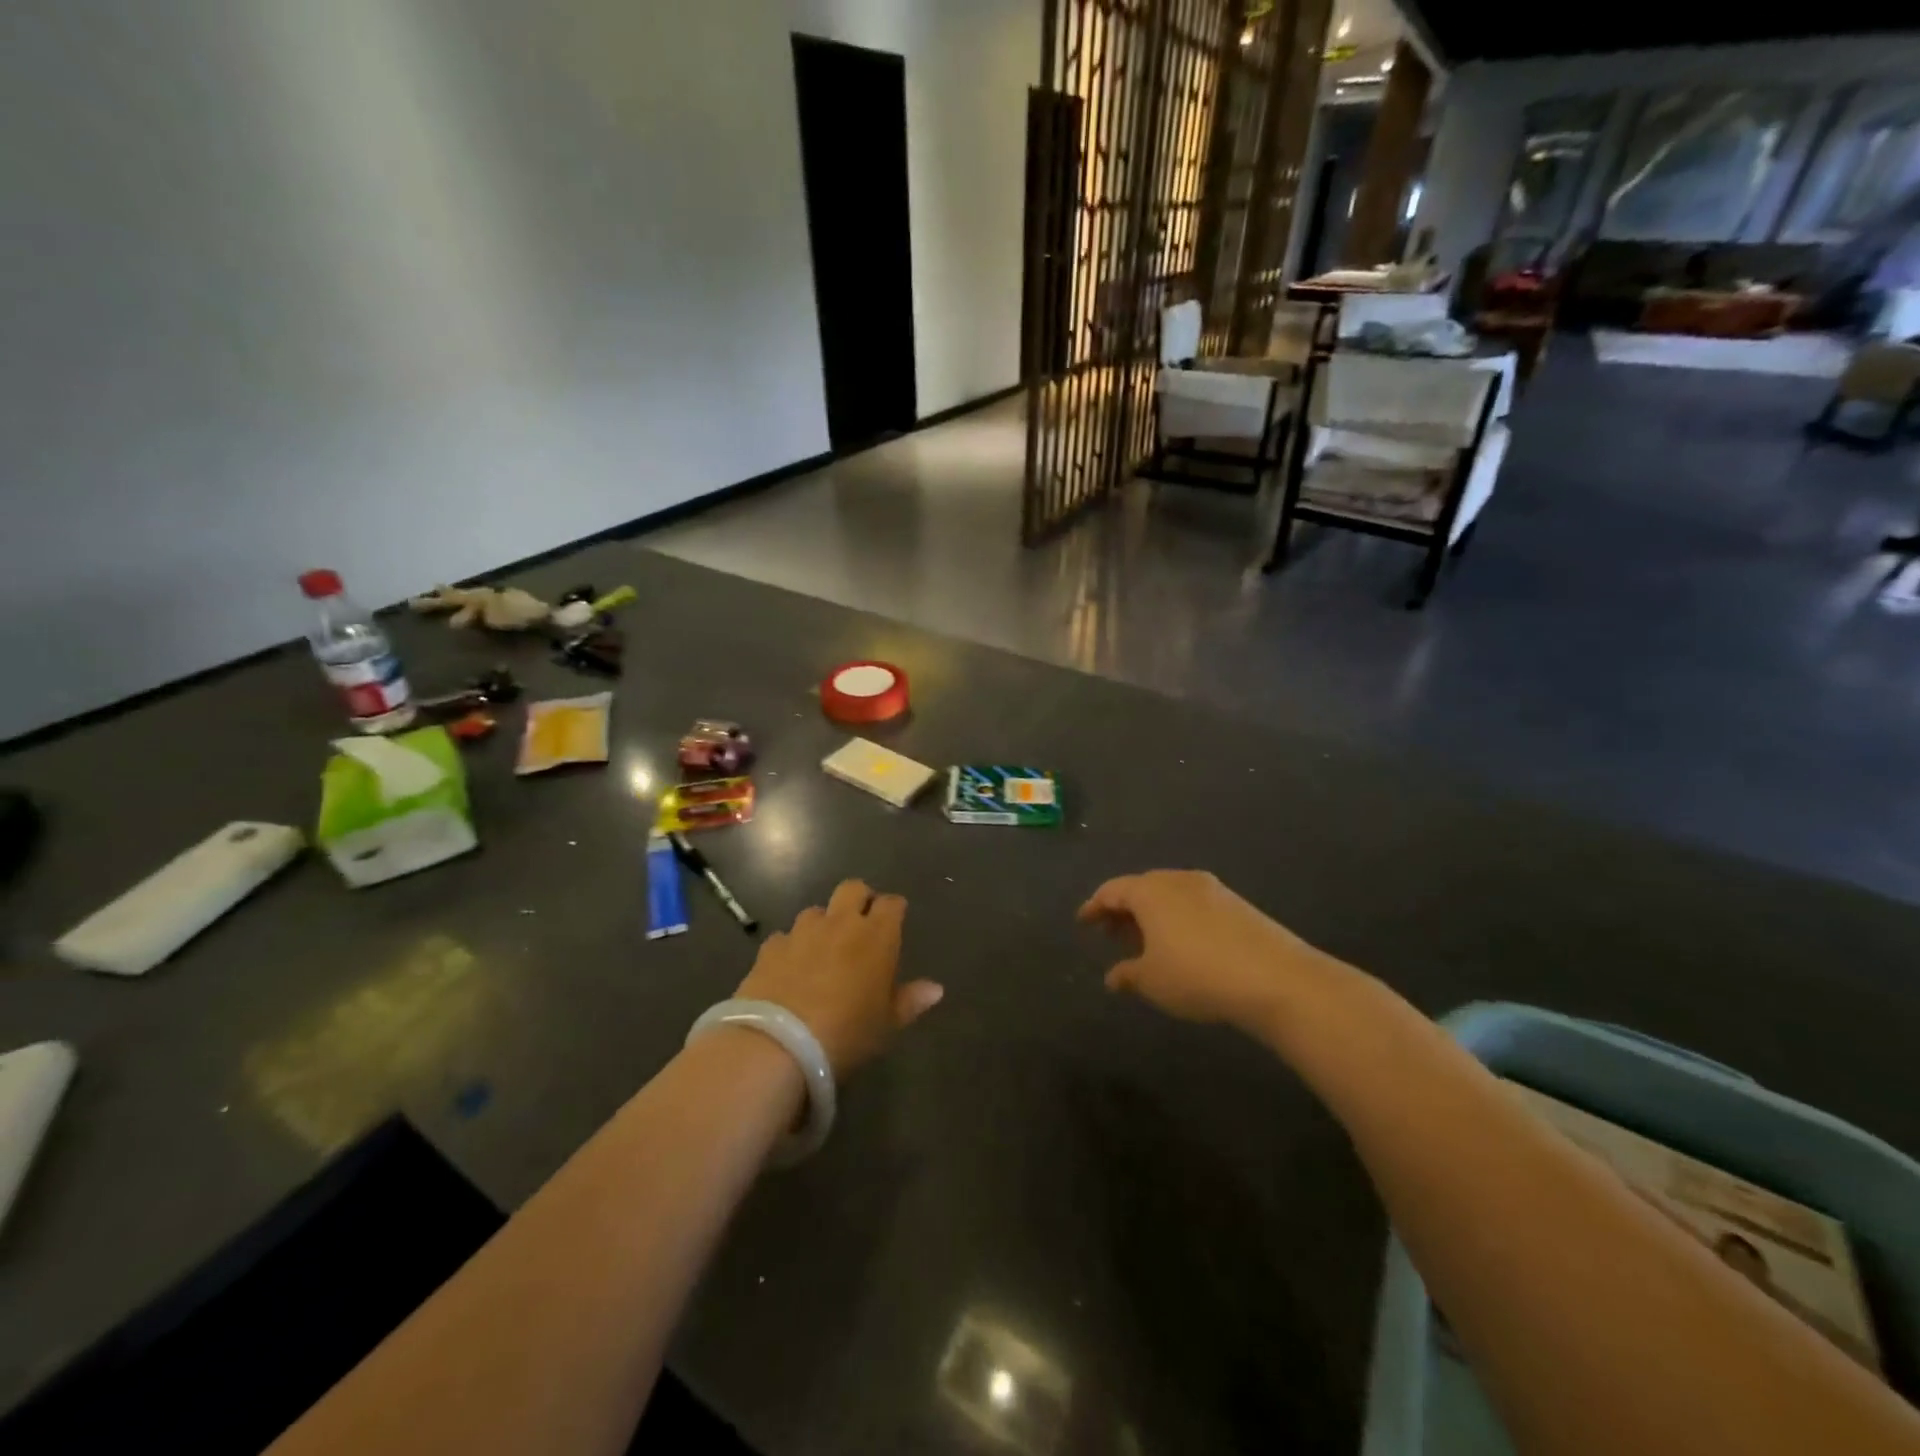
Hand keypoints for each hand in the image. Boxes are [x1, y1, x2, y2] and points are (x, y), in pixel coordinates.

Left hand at [733, 880, 943, 1077]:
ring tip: (822, 950)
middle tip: (861, 925)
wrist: (778, 1045)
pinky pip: (785, 937)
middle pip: (852, 888)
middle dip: (859, 899)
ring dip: (823, 924)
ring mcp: (802, 932)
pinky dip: (791, 947)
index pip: (891, 904)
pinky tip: (789, 970)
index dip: (894, 910)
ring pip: (816, 911)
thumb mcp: (886, 1025)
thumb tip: (936, 989)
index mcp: (876, 936)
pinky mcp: (770, 947)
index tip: (895, 923)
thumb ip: (910, 1001)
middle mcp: (840, 923)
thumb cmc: (847, 1034)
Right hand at [1078, 870, 1338, 1035]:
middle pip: (1141, 888)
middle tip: (1112, 934)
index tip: (1083, 921)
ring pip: (1170, 895)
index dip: (1094, 906)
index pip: (1112, 890)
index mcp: (1150, 891)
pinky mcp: (1237, 904)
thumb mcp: (1152, 981)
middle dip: (1123, 910)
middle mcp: (1178, 880)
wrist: (1276, 978)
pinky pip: (1194, 904)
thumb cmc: (1197, 975)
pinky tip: (1182, 945)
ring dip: (1152, 915)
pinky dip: (1178, 919)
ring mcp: (1212, 889)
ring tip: (1146, 943)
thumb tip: (1113, 977)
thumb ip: (1128, 975)